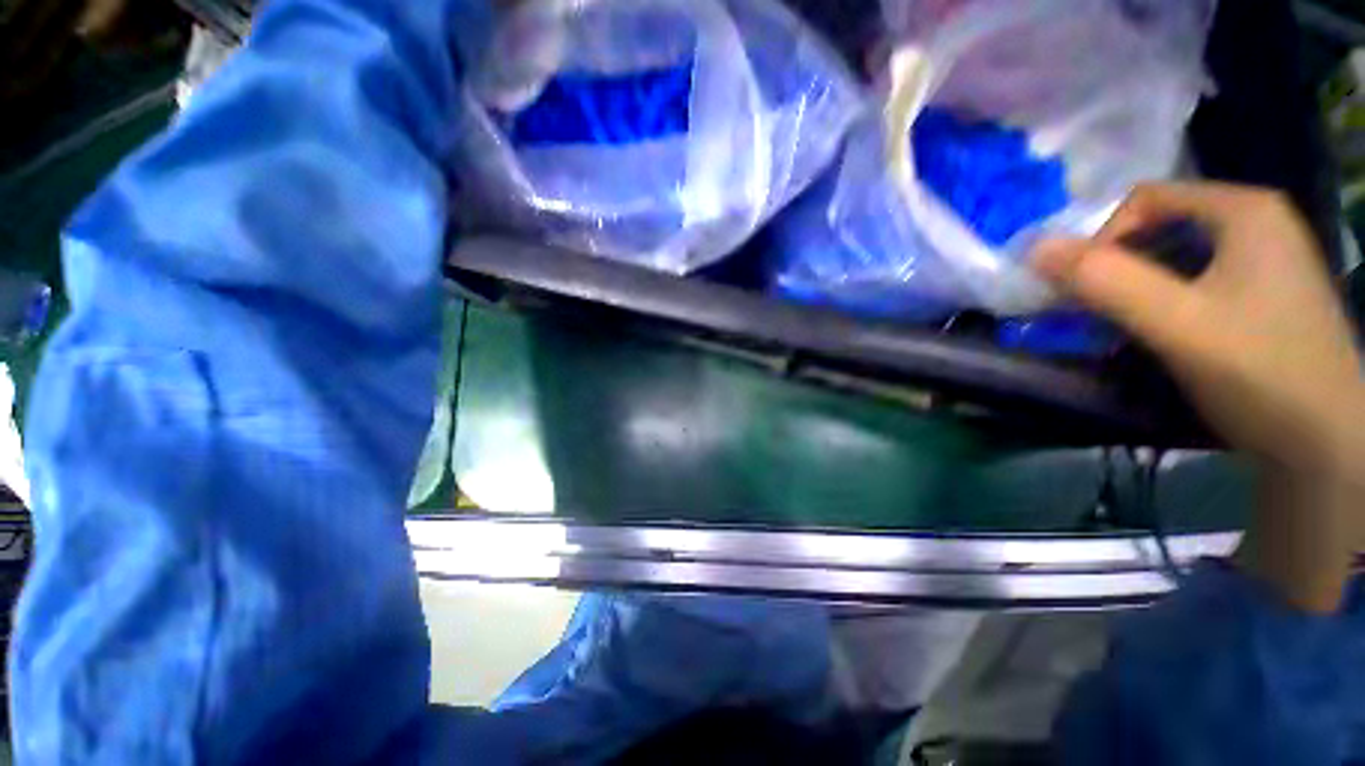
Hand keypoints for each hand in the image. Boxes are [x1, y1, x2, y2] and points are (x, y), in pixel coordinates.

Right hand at [1032, 181, 1363, 611]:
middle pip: (1152, 227)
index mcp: (1242, 212)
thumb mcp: (1177, 324)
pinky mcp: (1252, 303)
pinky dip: (1152, 306)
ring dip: (1126, 291)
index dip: (1102, 236)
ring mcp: (1255, 265)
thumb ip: (1101, 280)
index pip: (1142, 198)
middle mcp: (1251, 225)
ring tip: (1110, 331)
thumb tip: (1031, 251)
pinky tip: (1147, 341)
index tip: (1079, 286)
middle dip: (1110, 266)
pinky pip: (1183, 284)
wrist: (1331, 450)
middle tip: (1086, 312)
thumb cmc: (1266, 377)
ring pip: (1165, 258)